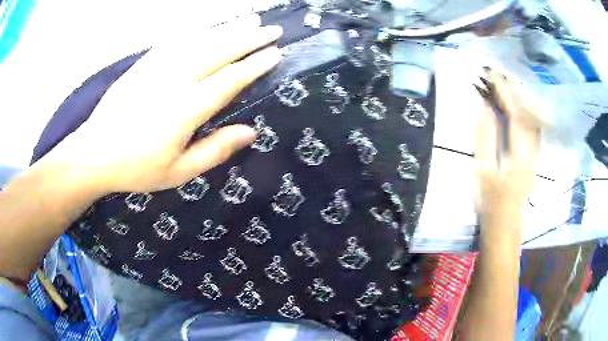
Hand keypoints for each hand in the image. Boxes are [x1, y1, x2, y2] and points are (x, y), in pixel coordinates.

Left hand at [41, 17, 282, 193]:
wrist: (94, 154)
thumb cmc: (136, 168)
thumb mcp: (178, 172)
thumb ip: (214, 151)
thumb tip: (250, 132)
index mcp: (184, 111)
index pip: (228, 80)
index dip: (254, 65)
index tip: (275, 53)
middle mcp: (173, 82)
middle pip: (218, 52)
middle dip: (249, 38)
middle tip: (273, 30)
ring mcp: (156, 68)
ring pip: (199, 40)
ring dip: (228, 28)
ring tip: (250, 19)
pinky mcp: (144, 64)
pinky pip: (175, 40)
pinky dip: (197, 31)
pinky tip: (209, 26)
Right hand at [475, 70, 540, 217]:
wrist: (504, 220)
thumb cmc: (490, 198)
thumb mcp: (483, 169)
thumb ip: (485, 137)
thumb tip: (485, 107)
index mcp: (518, 155)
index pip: (515, 115)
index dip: (505, 93)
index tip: (493, 76)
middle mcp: (531, 151)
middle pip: (528, 113)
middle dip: (515, 91)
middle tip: (500, 76)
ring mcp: (535, 153)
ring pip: (533, 119)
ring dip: (522, 99)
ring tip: (508, 85)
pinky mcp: (534, 156)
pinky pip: (534, 127)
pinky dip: (526, 112)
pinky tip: (519, 105)